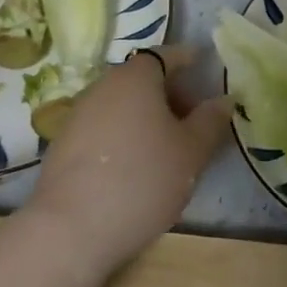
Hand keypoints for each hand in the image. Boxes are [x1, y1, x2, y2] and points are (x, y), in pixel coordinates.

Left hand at [26, 49, 232, 273]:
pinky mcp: (62, 146)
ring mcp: (78, 115)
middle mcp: (104, 86)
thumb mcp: (191, 152)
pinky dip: (124, 136)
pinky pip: (104, 128)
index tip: (203, 71)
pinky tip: (134, 167)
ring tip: (167, 149)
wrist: (68, 232)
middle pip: (143, 80)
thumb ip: (211, 121)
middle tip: (193, 121)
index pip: (166, 55)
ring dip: (146, 117)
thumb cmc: (141, 180)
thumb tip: (223, 100)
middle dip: (170, 94)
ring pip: (122, 105)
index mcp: (136, 77)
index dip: (188, 61)